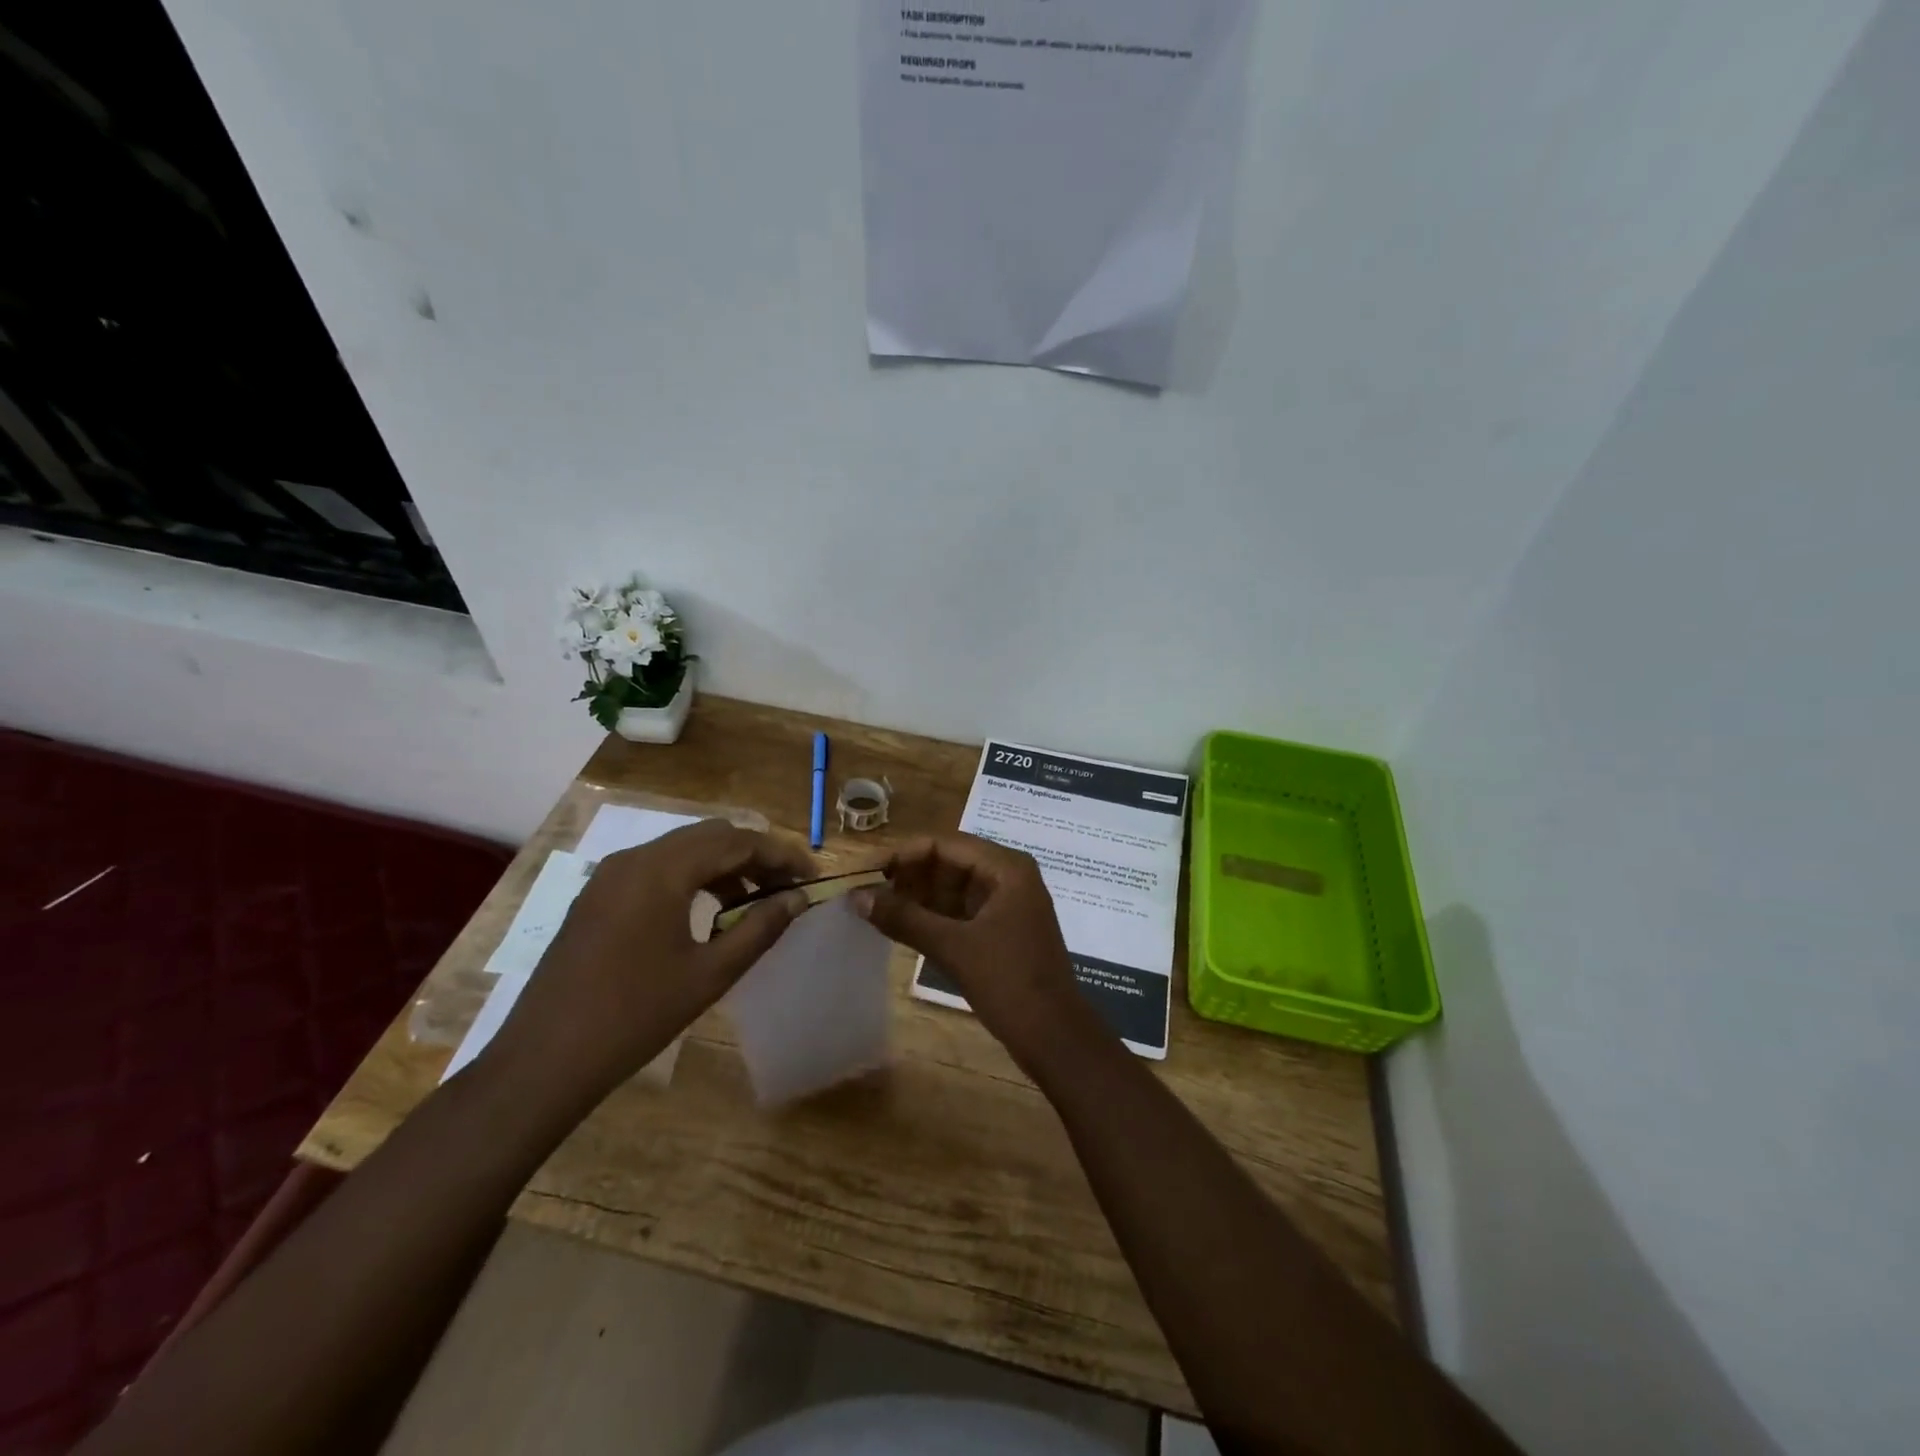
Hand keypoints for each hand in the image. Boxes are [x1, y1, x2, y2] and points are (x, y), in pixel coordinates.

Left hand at [485, 820, 814, 1104]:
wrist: (543, 1060)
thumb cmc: (635, 1016)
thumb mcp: (710, 974)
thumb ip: (760, 929)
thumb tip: (798, 898)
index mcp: (663, 870)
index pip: (738, 841)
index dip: (782, 854)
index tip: (812, 875)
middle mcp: (635, 858)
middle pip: (711, 836)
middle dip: (755, 854)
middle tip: (787, 886)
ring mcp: (611, 874)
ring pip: (683, 849)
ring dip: (724, 865)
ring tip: (753, 901)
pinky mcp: (598, 895)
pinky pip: (657, 867)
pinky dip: (692, 877)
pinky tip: (708, 911)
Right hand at [852, 833, 1100, 1068]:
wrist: (1056, 1038)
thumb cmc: (1010, 983)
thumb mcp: (954, 948)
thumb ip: (905, 918)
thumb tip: (857, 897)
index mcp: (1006, 868)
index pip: (944, 844)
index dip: (902, 854)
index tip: (864, 872)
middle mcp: (1008, 877)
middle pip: (948, 863)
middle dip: (907, 876)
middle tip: (864, 893)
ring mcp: (1005, 905)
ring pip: (952, 889)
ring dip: (916, 898)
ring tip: (874, 910)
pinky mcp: (1000, 931)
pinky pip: (959, 913)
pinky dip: (931, 917)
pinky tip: (900, 927)